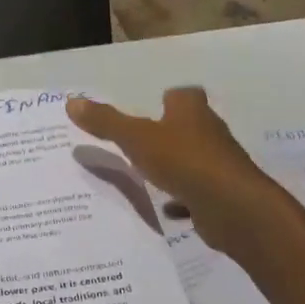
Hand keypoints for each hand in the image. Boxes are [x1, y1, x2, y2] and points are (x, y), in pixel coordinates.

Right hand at [68, 88, 280, 251]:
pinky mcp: (223, 195)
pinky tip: (166, 208)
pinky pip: (198, 193)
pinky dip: (183, 199)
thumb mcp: (136, 139)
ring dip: (176, 166)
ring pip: (194, 160)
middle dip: (170, 132)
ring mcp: (219, 165)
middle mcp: (209, 133)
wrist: (233, 207)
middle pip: (190, 126)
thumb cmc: (184, 160)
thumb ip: (106, 122)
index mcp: (191, 111)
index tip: (154, 105)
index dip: (170, 99)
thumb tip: (71, 102)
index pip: (183, 95)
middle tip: (141, 141)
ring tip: (148, 174)